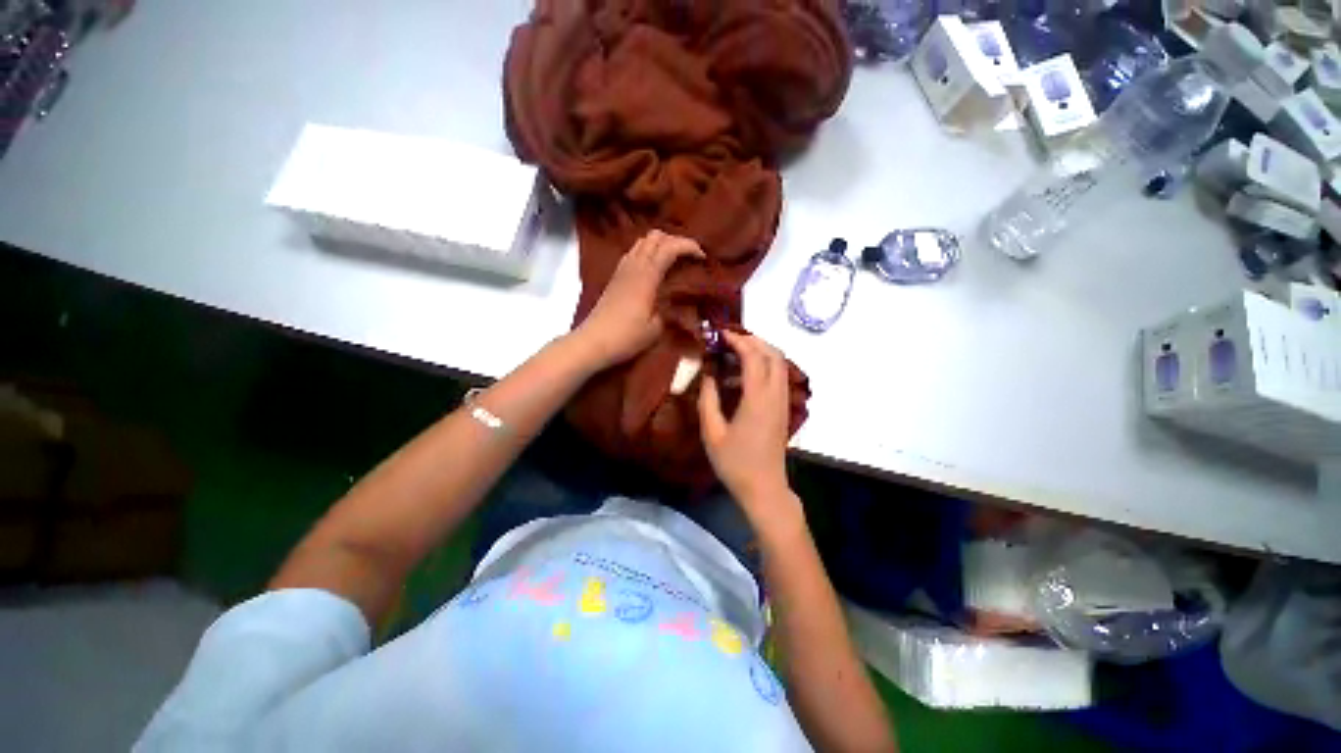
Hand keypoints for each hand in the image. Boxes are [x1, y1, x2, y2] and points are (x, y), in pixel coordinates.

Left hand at [571, 231, 704, 369]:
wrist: (593, 341)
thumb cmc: (627, 337)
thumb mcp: (657, 328)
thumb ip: (670, 310)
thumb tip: (678, 301)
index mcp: (647, 275)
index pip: (670, 247)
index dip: (689, 246)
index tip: (703, 257)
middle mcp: (634, 265)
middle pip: (655, 236)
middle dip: (676, 241)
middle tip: (689, 257)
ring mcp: (622, 269)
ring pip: (642, 241)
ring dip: (660, 245)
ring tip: (673, 261)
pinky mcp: (615, 277)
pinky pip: (633, 253)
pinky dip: (647, 252)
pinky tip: (654, 269)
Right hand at [698, 332, 797, 516]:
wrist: (764, 488)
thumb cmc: (735, 463)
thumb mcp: (712, 433)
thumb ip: (708, 399)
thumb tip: (708, 374)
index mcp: (758, 399)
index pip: (754, 357)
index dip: (738, 340)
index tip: (721, 333)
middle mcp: (775, 395)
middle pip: (774, 354)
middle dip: (753, 340)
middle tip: (730, 338)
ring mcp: (783, 402)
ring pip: (780, 364)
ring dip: (761, 351)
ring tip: (735, 352)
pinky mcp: (783, 409)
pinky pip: (779, 377)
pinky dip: (765, 365)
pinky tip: (743, 375)